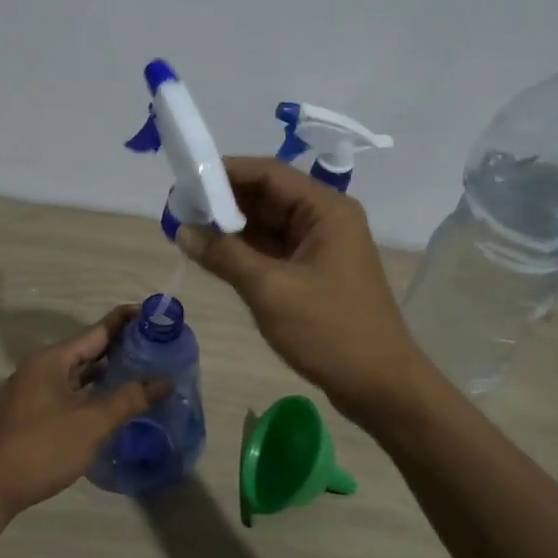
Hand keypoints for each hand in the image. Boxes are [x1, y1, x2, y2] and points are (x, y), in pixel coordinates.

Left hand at [0, 306, 170, 520]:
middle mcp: (42, 368)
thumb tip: (164, 380)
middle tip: (160, 346)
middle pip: (89, 349)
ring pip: (80, 373)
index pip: (98, 330)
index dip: (128, 321)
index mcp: (53, 359)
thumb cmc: (42, 448)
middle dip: (123, 347)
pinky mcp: (34, 413)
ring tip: (145, 371)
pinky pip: (72, 392)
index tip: (157, 315)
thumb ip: (129, 399)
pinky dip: (95, 392)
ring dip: (109, 371)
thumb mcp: (91, 423)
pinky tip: (115, 402)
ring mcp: (35, 391)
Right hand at [177, 157, 426, 421]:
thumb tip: (183, 229)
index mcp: (326, 210)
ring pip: (269, 224)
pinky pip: (274, 249)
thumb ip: (225, 255)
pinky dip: (245, 249)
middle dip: (224, 200)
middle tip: (179, 208)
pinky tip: (213, 254)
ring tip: (187, 229)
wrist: (379, 384)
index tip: (185, 180)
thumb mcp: (270, 290)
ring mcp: (321, 246)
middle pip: (268, 195)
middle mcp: (325, 219)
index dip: (225, 172)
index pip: (268, 173)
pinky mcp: (314, 272)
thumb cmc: (329, 331)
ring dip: (231, 226)